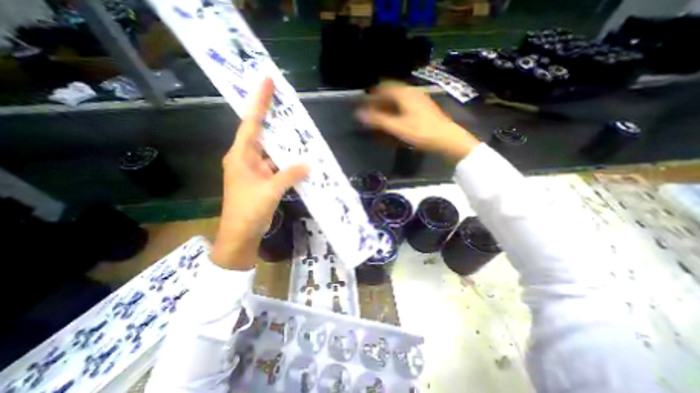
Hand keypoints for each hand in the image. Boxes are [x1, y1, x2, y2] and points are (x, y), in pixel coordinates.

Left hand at [212, 79, 309, 271]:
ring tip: (299, 132)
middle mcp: (246, 159)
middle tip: (289, 106)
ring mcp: (255, 170)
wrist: (240, 235)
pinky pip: (276, 166)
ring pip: (271, 151)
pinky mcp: (262, 180)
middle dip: (274, 119)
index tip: (267, 81)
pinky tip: (299, 160)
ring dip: (284, 145)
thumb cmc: (248, 211)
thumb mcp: (270, 191)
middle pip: (261, 133)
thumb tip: (308, 164)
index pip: (250, 123)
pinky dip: (287, 163)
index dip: (259, 102)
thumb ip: (289, 175)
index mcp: (241, 156)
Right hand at [358, 83, 477, 160]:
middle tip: (370, 110)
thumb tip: (359, 114)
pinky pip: (405, 103)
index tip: (363, 102)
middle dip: (379, 99)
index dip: (372, 94)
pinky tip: (395, 117)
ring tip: (380, 114)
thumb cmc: (421, 132)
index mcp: (404, 94)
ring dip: (387, 104)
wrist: (446, 138)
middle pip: (391, 91)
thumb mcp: (397, 127)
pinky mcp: (423, 107)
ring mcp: (419, 98)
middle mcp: (411, 92)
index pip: (383, 87)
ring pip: (398, 97)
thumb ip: (378, 120)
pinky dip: (396, 108)